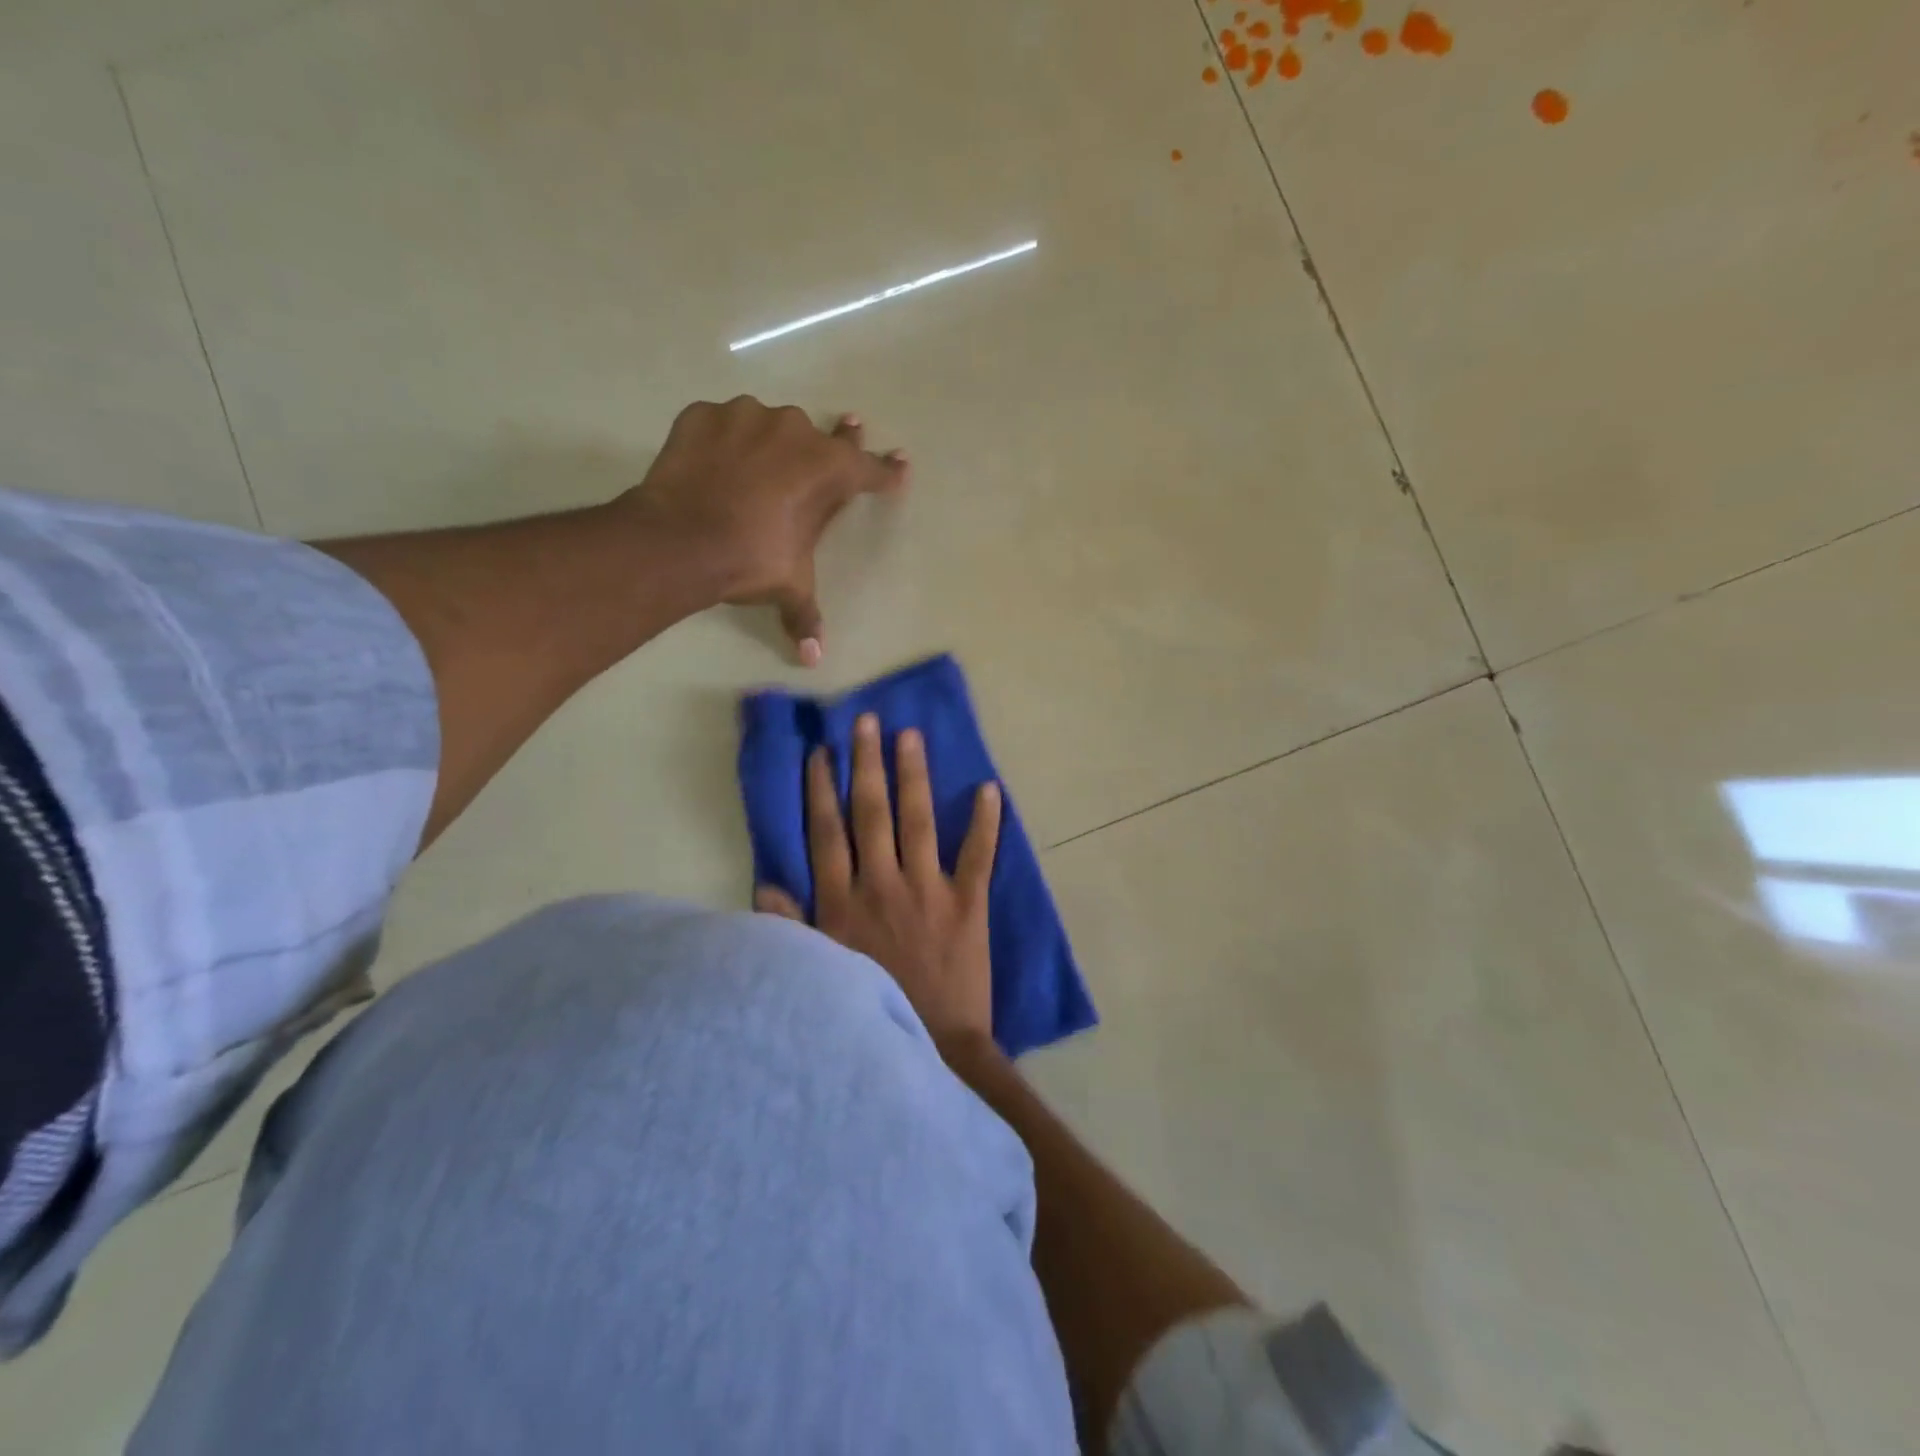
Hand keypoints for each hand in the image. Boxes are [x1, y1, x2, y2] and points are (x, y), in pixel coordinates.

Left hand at [618, 397, 907, 665]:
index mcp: (829, 470)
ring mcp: (747, 417)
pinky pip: (723, 425)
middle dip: (838, 437)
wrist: (681, 539)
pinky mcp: (704, 415)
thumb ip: (805, 615)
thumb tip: (813, 659)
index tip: (901, 463)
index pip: (870, 469)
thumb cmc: (752, 559)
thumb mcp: (789, 587)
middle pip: (822, 436)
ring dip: (770, 442)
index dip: (888, 470)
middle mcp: (795, 432)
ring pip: (769, 425)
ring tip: (758, 462)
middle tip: (848, 424)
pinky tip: (715, 460)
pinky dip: (724, 440)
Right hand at [755, 712, 1001, 1052]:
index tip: (822, 752)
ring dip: (913, 776)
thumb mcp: (819, 970)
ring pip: (918, 820)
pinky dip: (985, 823)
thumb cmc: (872, 1007)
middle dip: (866, 764)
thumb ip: (793, 925)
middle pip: (870, 813)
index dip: (822, 789)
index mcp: (842, 900)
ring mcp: (927, 890)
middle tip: (868, 722)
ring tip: (911, 736)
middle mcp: (881, 884)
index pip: (827, 832)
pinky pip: (977, 856)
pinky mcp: (968, 904)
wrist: (933, 1047)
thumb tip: (766, 886)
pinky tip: (988, 788)